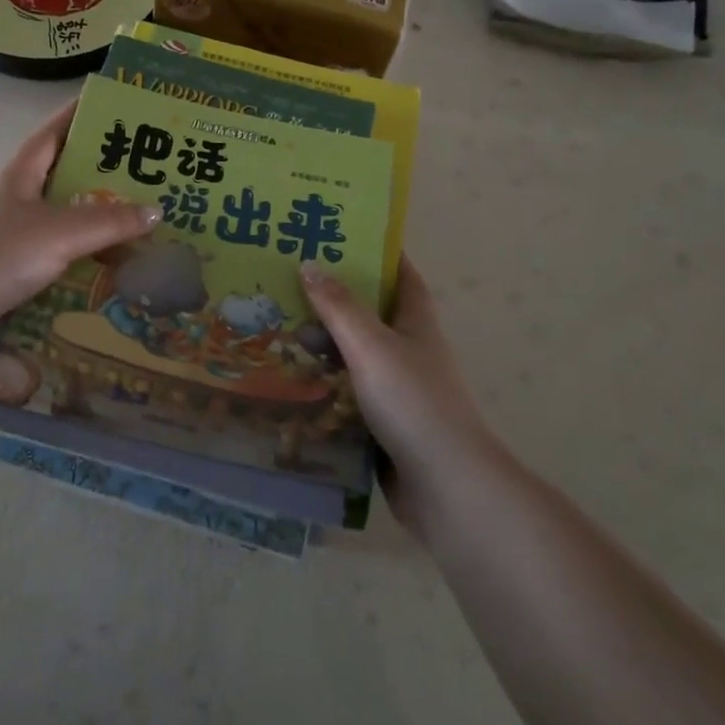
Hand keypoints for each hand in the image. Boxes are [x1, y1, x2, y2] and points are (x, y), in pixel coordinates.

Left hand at [0, 100, 160, 364]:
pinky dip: (84, 266)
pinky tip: (114, 276)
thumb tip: (157, 211)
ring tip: (145, 230)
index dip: (83, 115)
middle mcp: (16, 201)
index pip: (55, 131)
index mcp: (20, 174)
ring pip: (66, 226)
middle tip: (152, 178)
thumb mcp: (58, 231)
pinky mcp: (12, 275)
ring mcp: (12, 239)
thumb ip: (108, 221)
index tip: (117, 107)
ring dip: (99, 229)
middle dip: (105, 179)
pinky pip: (58, 263)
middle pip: (66, 180)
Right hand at [300, 256, 498, 533]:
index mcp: (417, 324)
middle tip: (287, 284)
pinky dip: (324, 386)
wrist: (447, 487)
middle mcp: (410, 352)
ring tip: (277, 330)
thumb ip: (339, 307)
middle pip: (371, 315)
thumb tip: (309, 263)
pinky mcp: (384, 425)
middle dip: (335, 300)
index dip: (378, 254)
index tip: (341, 236)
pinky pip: (348, 394)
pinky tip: (291, 383)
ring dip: (324, 345)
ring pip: (356, 357)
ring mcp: (399, 391)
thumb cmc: (413, 403)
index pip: (402, 276)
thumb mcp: (372, 346)